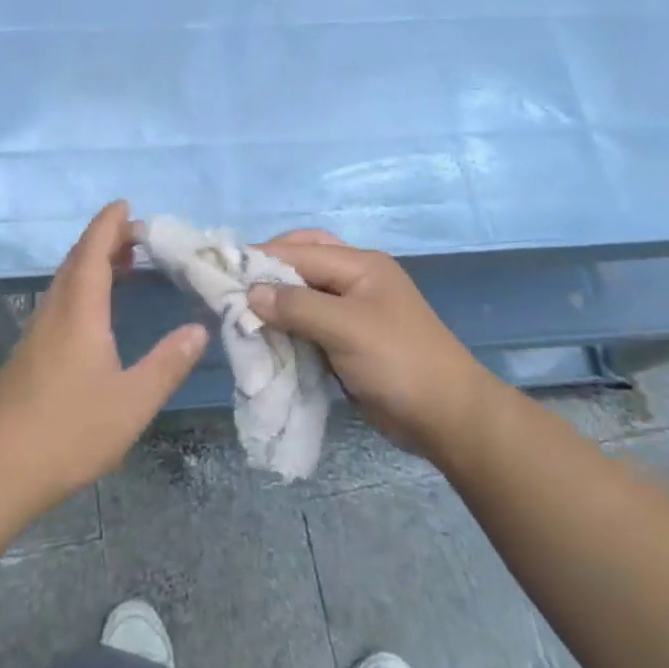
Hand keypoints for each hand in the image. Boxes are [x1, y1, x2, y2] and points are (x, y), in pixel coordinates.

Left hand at [0, 202, 207, 506]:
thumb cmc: (71, 430)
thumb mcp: (133, 401)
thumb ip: (168, 363)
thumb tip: (199, 329)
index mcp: (80, 312)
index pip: (93, 252)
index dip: (108, 225)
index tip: (126, 205)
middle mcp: (55, 312)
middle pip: (76, 260)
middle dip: (104, 239)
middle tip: (137, 234)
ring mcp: (37, 332)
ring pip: (65, 281)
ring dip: (92, 262)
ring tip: (124, 263)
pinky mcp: (29, 352)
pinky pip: (59, 300)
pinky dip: (82, 286)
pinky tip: (96, 310)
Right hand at [249, 233, 489, 460]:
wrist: (447, 417)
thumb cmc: (398, 362)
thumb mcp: (346, 328)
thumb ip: (297, 306)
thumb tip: (250, 293)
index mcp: (360, 265)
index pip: (300, 250)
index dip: (261, 259)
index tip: (221, 272)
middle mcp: (355, 280)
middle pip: (302, 263)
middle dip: (268, 273)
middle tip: (233, 290)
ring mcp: (353, 311)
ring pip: (303, 295)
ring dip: (276, 303)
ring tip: (241, 316)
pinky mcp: (349, 340)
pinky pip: (310, 324)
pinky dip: (288, 328)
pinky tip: (266, 339)